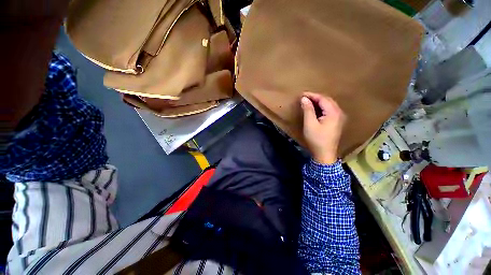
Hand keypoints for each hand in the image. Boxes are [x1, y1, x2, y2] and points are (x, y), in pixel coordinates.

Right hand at [300, 92, 345, 163]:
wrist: (324, 154)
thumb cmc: (316, 139)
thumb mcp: (310, 124)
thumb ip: (308, 110)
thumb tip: (304, 99)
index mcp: (333, 113)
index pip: (323, 99)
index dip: (312, 95)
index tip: (302, 94)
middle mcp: (339, 113)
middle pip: (327, 100)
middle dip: (316, 97)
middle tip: (304, 98)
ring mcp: (339, 118)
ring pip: (329, 105)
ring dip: (319, 102)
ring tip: (308, 102)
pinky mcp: (337, 122)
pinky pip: (330, 110)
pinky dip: (322, 107)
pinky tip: (316, 109)